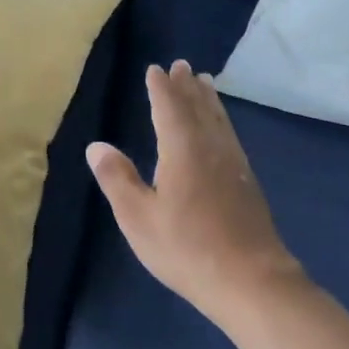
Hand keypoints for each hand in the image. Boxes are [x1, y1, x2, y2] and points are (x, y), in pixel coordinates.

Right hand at [86, 61, 305, 329]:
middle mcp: (211, 148)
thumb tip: (96, 146)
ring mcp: (234, 165)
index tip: (155, 69)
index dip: (161, 88)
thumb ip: (117, 179)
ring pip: (219, 121)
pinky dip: (221, 121)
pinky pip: (230, 136)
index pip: (169, 108)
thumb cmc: (187, 248)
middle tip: (183, 65)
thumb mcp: (138, 217)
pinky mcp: (248, 183)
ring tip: (204, 83)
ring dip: (208, 100)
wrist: (252, 282)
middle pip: (198, 108)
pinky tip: (221, 130)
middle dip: (187, 87)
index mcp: (182, 149)